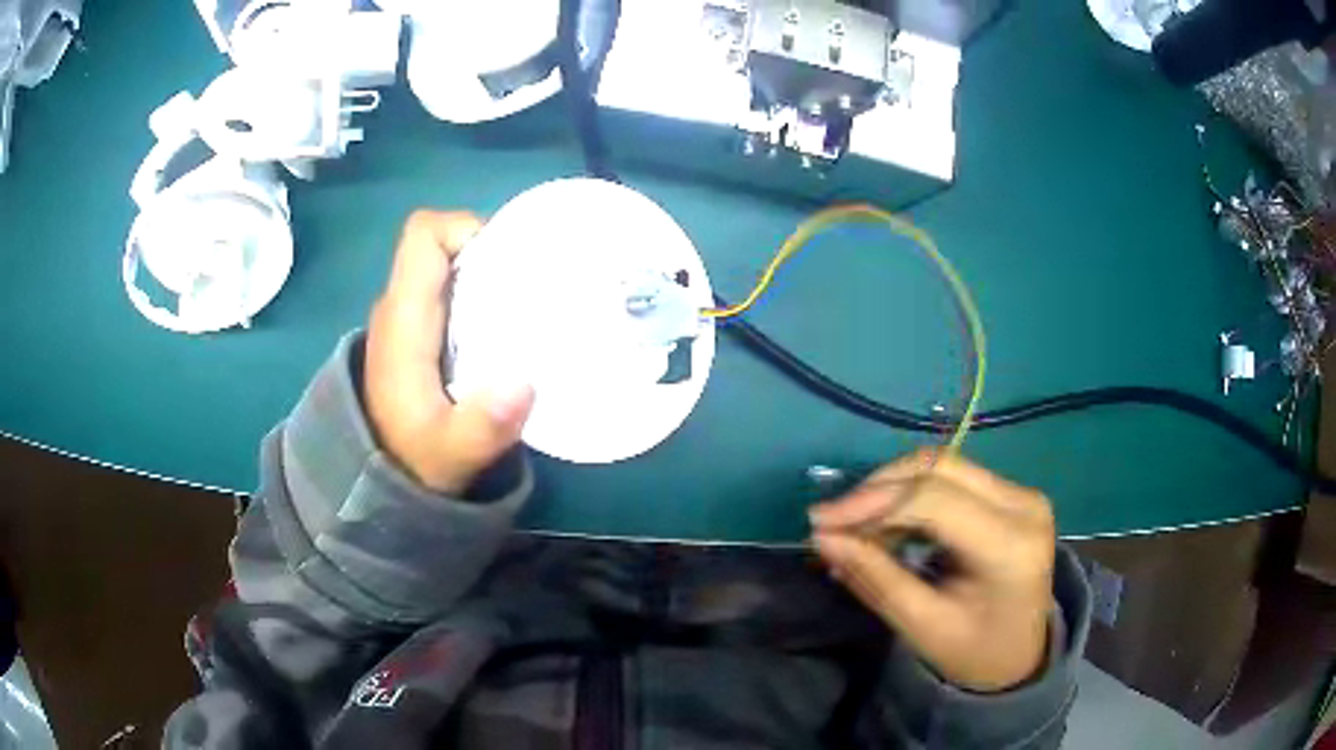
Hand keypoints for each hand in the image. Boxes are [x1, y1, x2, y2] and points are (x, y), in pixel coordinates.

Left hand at [365, 210, 534, 493]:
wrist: (379, 482)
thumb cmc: (411, 461)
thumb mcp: (450, 453)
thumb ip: (482, 426)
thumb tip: (524, 384)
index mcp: (404, 319)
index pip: (423, 235)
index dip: (466, 228)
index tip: (509, 260)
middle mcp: (402, 308)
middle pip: (442, 246)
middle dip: (490, 254)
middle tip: (537, 287)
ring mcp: (408, 322)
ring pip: (447, 270)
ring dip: (488, 277)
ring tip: (531, 308)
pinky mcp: (418, 338)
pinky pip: (450, 296)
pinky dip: (481, 300)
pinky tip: (509, 333)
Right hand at [809, 451, 1055, 692]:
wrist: (1021, 655)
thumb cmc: (973, 652)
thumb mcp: (921, 626)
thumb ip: (875, 578)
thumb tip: (824, 538)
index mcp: (1010, 545)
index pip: (934, 500)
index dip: (871, 503)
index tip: (820, 523)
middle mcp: (1023, 504)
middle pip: (939, 468)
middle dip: (877, 489)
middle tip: (832, 520)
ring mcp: (1021, 494)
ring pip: (943, 465)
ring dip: (891, 488)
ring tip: (854, 524)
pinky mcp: (1011, 494)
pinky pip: (952, 478)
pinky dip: (911, 494)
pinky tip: (886, 521)